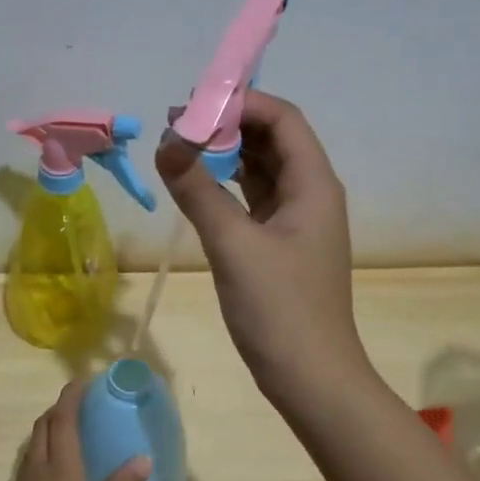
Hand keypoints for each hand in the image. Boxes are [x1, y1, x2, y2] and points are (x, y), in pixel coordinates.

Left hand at [0, 380, 149, 480]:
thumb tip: (143, 458)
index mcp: (60, 472)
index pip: (62, 420)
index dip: (71, 396)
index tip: (85, 380)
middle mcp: (37, 470)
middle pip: (44, 425)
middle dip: (62, 407)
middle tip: (87, 404)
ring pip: (34, 441)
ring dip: (52, 426)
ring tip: (78, 430)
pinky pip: (30, 458)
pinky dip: (45, 446)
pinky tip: (62, 465)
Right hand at [156, 90, 371, 412]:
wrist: (310, 378)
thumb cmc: (279, 309)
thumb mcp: (233, 245)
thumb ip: (198, 190)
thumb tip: (166, 142)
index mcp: (313, 184)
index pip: (282, 118)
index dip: (241, 102)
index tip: (192, 104)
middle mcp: (310, 193)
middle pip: (273, 139)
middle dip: (228, 124)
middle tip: (175, 123)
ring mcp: (297, 220)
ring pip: (261, 169)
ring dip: (225, 154)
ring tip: (180, 147)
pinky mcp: (281, 244)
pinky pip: (254, 199)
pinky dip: (226, 185)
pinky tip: (197, 185)